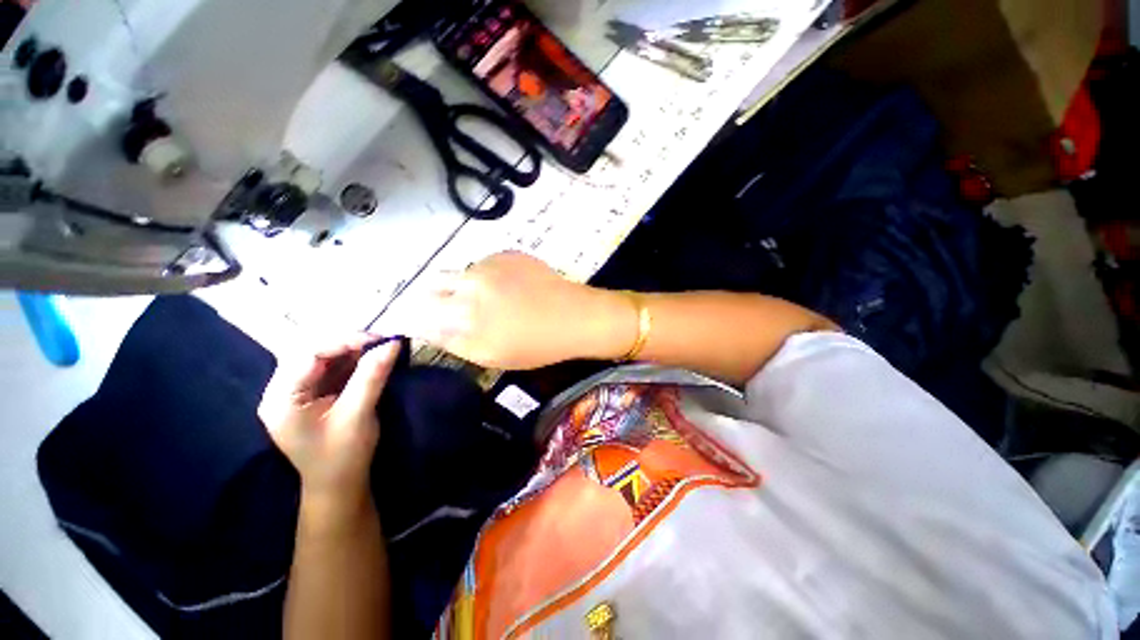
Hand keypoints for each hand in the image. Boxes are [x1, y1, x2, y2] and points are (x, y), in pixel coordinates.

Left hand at [258, 337, 400, 510]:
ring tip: (380, 347)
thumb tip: (393, 343)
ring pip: (323, 357)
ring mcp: (296, 392)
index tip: (380, 339)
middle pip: (312, 352)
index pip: (309, 354)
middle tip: (382, 342)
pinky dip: (352, 361)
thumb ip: (372, 376)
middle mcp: (282, 390)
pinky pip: (330, 368)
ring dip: (352, 350)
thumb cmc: (343, 455)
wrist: (338, 485)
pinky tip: (370, 359)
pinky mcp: (311, 395)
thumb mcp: (358, 414)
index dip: (345, 340)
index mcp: (281, 398)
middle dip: (349, 343)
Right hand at [409, 252, 631, 368]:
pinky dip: (490, 276)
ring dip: (468, 285)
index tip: (434, 323)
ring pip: (463, 272)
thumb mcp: (490, 355)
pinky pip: (487, 264)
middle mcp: (469, 280)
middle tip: (467, 312)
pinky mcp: (509, 254)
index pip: (423, 308)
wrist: (575, 317)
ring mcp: (490, 263)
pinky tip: (512, 288)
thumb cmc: (534, 344)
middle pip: (438, 284)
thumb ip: (452, 341)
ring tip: (495, 301)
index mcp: (462, 309)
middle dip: (442, 297)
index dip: (426, 316)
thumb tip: (425, 328)